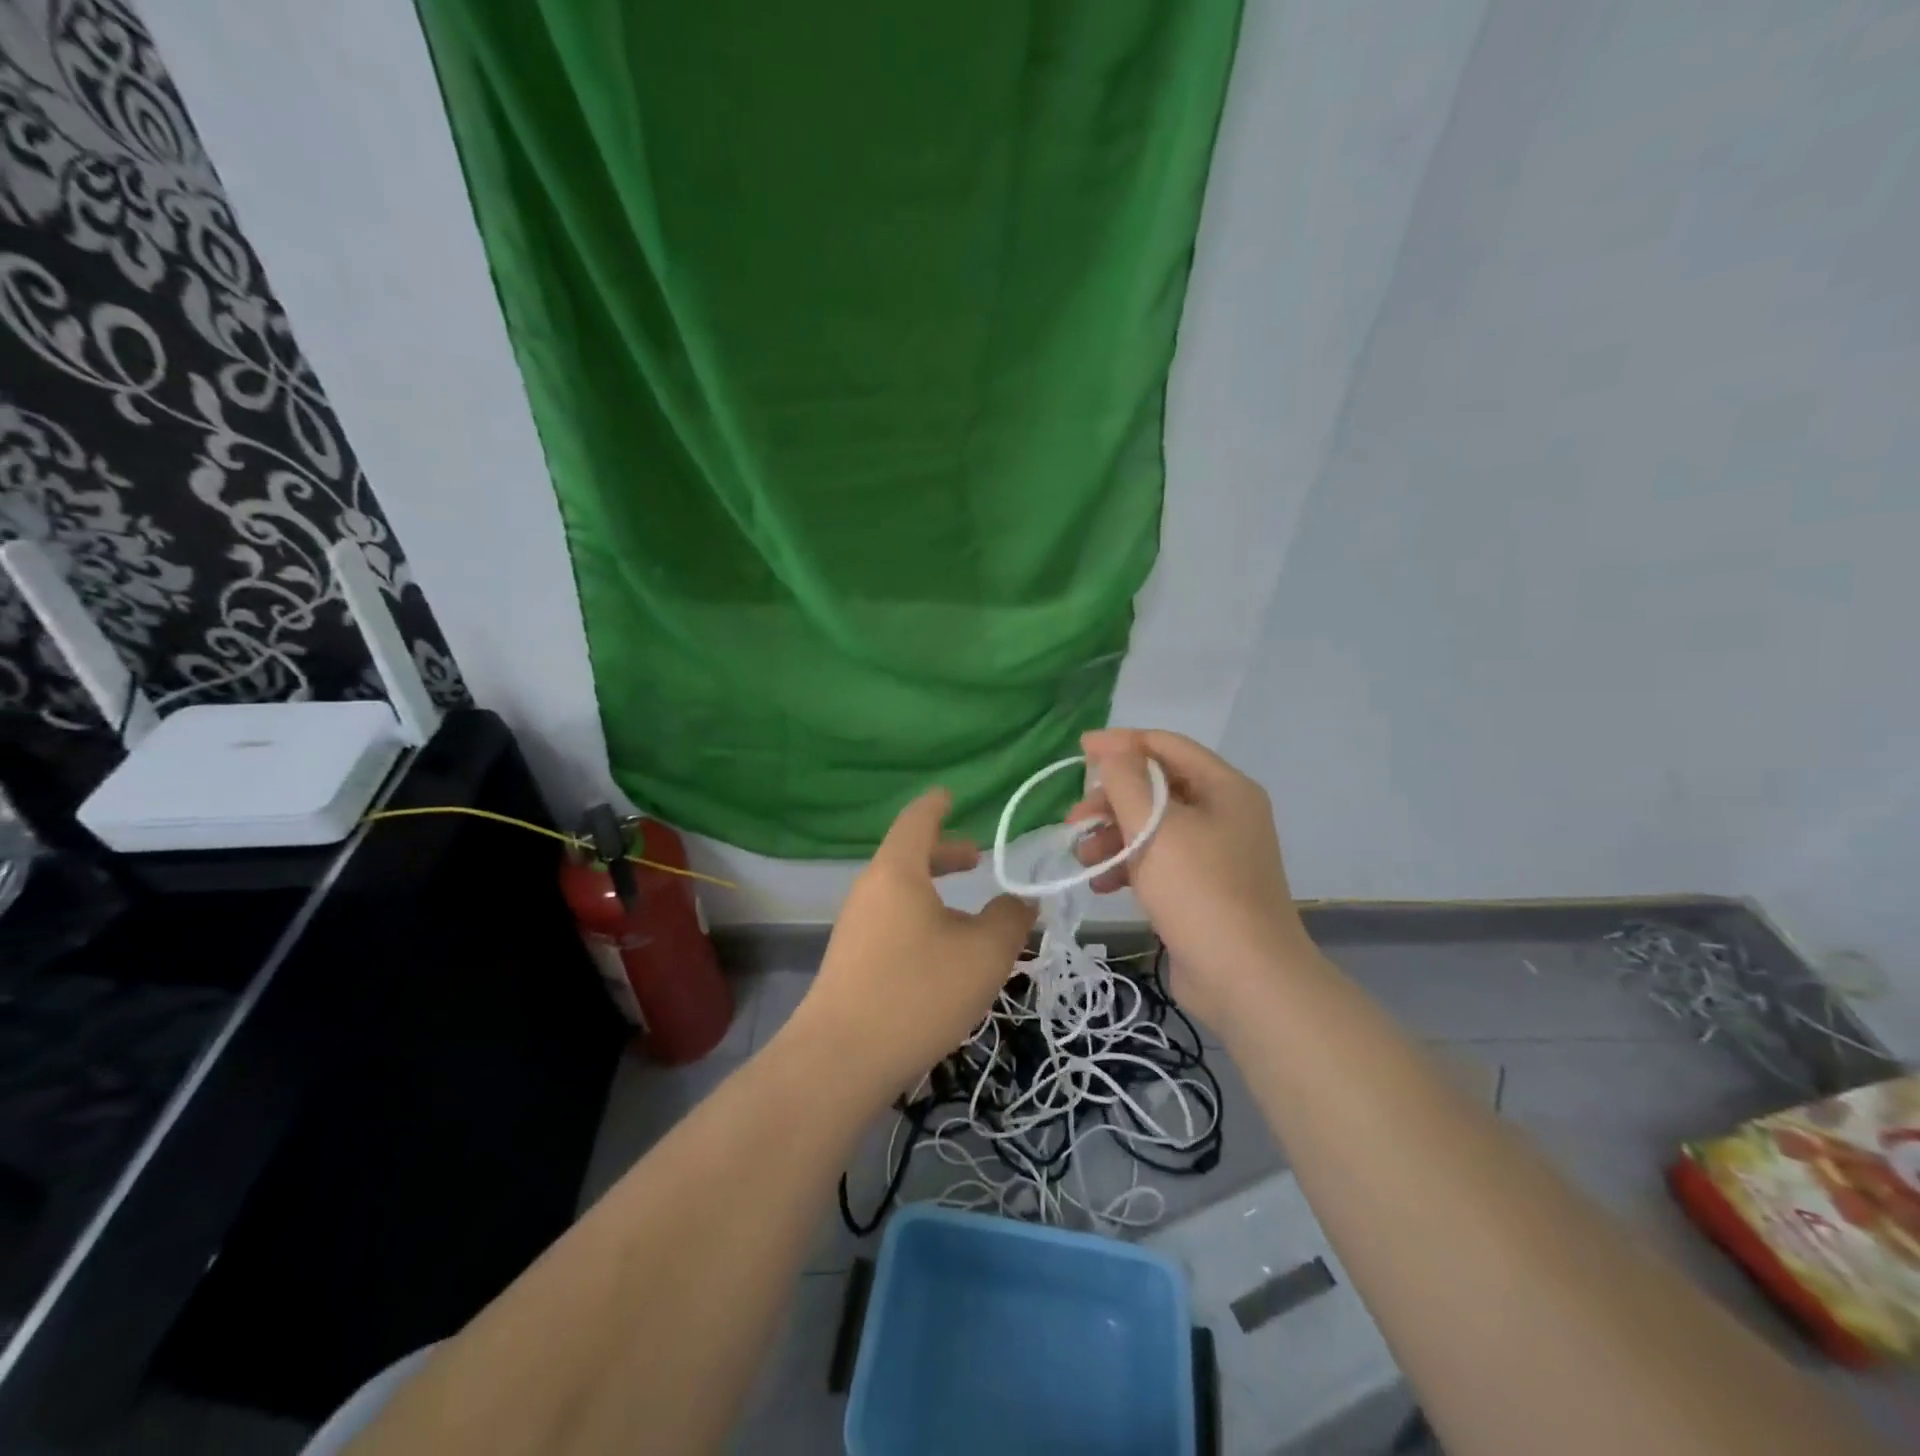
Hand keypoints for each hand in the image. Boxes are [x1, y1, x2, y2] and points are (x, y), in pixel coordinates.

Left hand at [786, 788, 1036, 1098]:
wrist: (840, 1059)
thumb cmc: (918, 990)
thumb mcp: (984, 954)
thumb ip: (1010, 919)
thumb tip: (1021, 902)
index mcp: (897, 871)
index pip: (916, 820)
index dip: (936, 804)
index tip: (950, 795)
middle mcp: (870, 889)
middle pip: (907, 855)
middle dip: (944, 853)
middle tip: (976, 858)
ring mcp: (854, 925)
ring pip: (900, 892)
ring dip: (934, 892)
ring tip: (969, 914)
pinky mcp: (850, 959)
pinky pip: (891, 921)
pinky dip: (920, 918)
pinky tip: (943, 954)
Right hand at [1071, 729, 1314, 1025]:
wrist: (1246, 979)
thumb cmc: (1200, 892)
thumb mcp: (1156, 828)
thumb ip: (1128, 780)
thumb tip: (1112, 746)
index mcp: (1224, 788)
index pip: (1166, 746)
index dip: (1120, 744)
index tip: (1079, 751)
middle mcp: (1224, 812)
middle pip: (1157, 787)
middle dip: (1111, 800)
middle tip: (1074, 820)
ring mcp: (1216, 852)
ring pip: (1153, 826)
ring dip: (1114, 835)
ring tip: (1083, 856)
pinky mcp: (1203, 887)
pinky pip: (1159, 859)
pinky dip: (1129, 864)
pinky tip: (1103, 884)